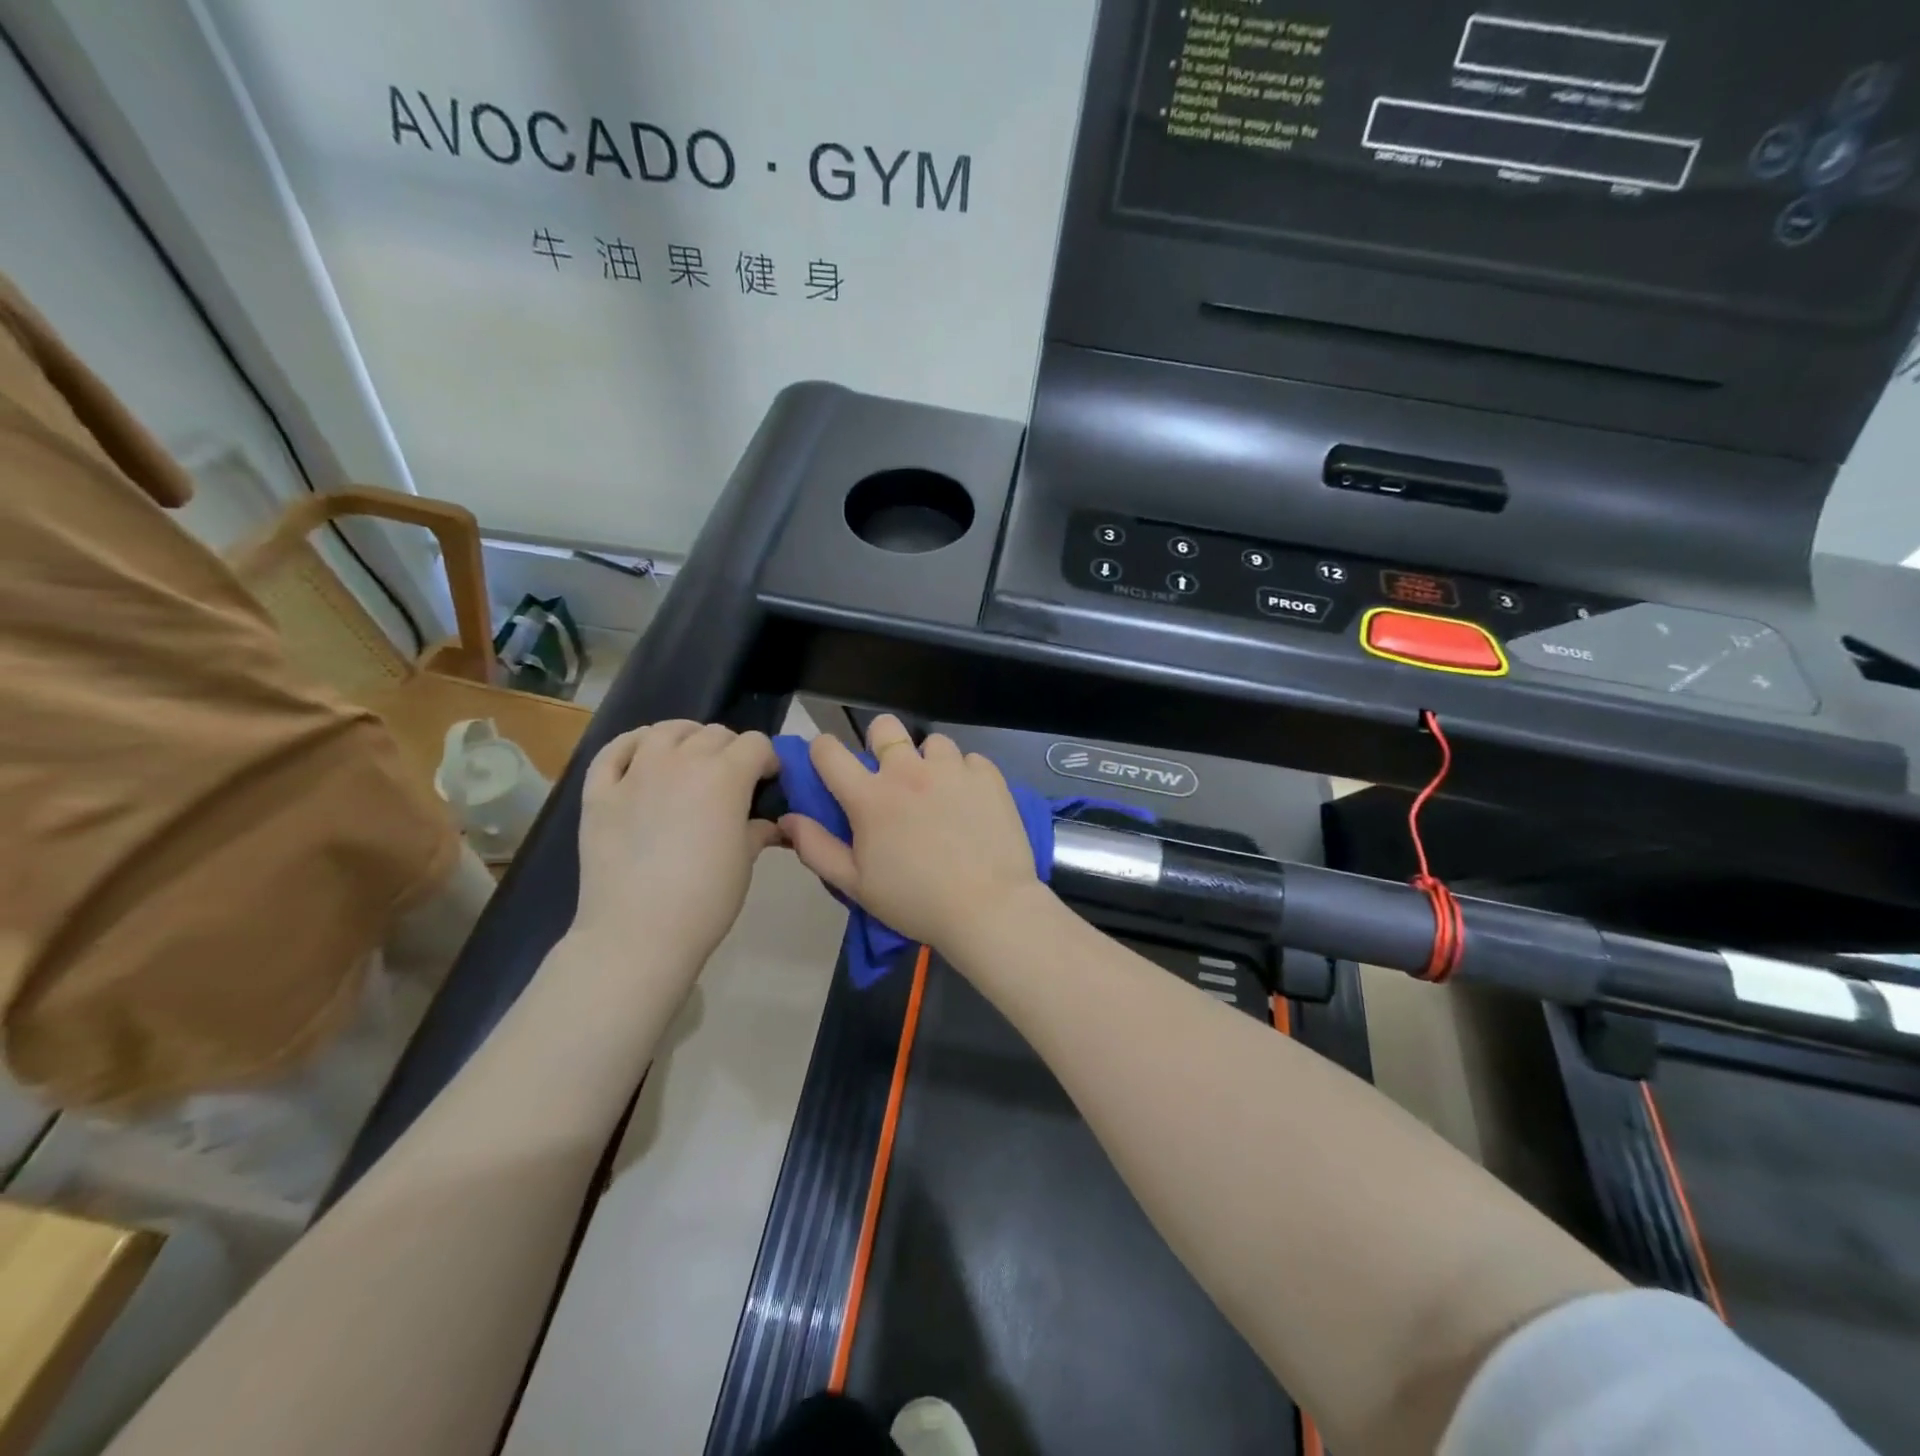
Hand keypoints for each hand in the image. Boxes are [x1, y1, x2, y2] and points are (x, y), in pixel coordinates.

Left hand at [573, 721, 780, 968]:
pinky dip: (632, 745)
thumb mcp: (744, 861)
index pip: (757, 744)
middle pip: (715, 734)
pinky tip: (642, 755)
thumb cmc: (705, 899)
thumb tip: (769, 823)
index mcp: (726, 775)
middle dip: (731, 751)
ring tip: (690, 761)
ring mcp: (635, 772)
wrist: (637, 934)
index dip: (768, 761)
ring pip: (666, 730)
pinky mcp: (599, 791)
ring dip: (686, 738)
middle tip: (732, 782)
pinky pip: (614, 750)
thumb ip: (757, 829)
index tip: (768, 784)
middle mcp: (682, 760)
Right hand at [782, 715, 1041, 952]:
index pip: (828, 751)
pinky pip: (970, 760)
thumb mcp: (855, 885)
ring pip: (933, 743)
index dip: (822, 752)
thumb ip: (816, 848)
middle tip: (891, 776)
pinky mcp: (988, 776)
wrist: (988, 907)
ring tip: (939, 794)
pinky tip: (970, 805)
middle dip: (880, 742)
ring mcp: (952, 769)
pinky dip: (965, 776)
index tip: (830, 767)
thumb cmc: (915, 901)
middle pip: (884, 726)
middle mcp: (909, 770)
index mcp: (870, 796)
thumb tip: (788, 819)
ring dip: (929, 762)